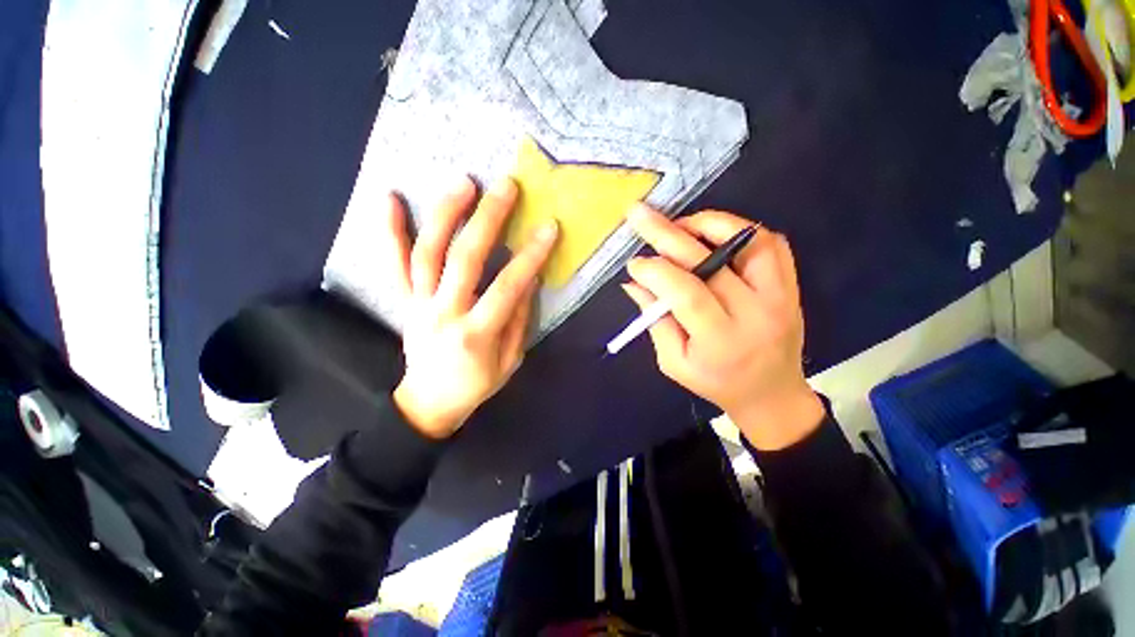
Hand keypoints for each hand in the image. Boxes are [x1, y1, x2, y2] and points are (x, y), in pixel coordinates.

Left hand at [378, 177, 558, 438]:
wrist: (428, 403)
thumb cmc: (476, 385)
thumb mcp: (510, 361)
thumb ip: (519, 319)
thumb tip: (530, 279)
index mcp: (476, 333)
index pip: (507, 287)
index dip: (530, 256)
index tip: (548, 228)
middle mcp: (444, 312)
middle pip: (464, 259)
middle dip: (487, 220)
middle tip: (505, 187)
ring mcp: (419, 304)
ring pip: (427, 252)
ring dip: (445, 214)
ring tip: (463, 183)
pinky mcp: (404, 301)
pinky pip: (392, 264)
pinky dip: (388, 230)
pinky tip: (389, 197)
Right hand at [622, 205, 823, 450]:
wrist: (772, 394)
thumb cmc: (716, 383)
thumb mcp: (674, 362)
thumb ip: (654, 321)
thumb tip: (634, 283)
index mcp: (722, 340)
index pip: (686, 293)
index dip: (655, 272)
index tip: (633, 263)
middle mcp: (755, 312)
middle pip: (708, 261)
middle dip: (666, 234)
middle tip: (639, 214)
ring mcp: (780, 295)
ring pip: (747, 241)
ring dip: (709, 224)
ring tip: (679, 225)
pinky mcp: (790, 286)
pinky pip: (771, 244)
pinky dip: (741, 230)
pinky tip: (713, 234)